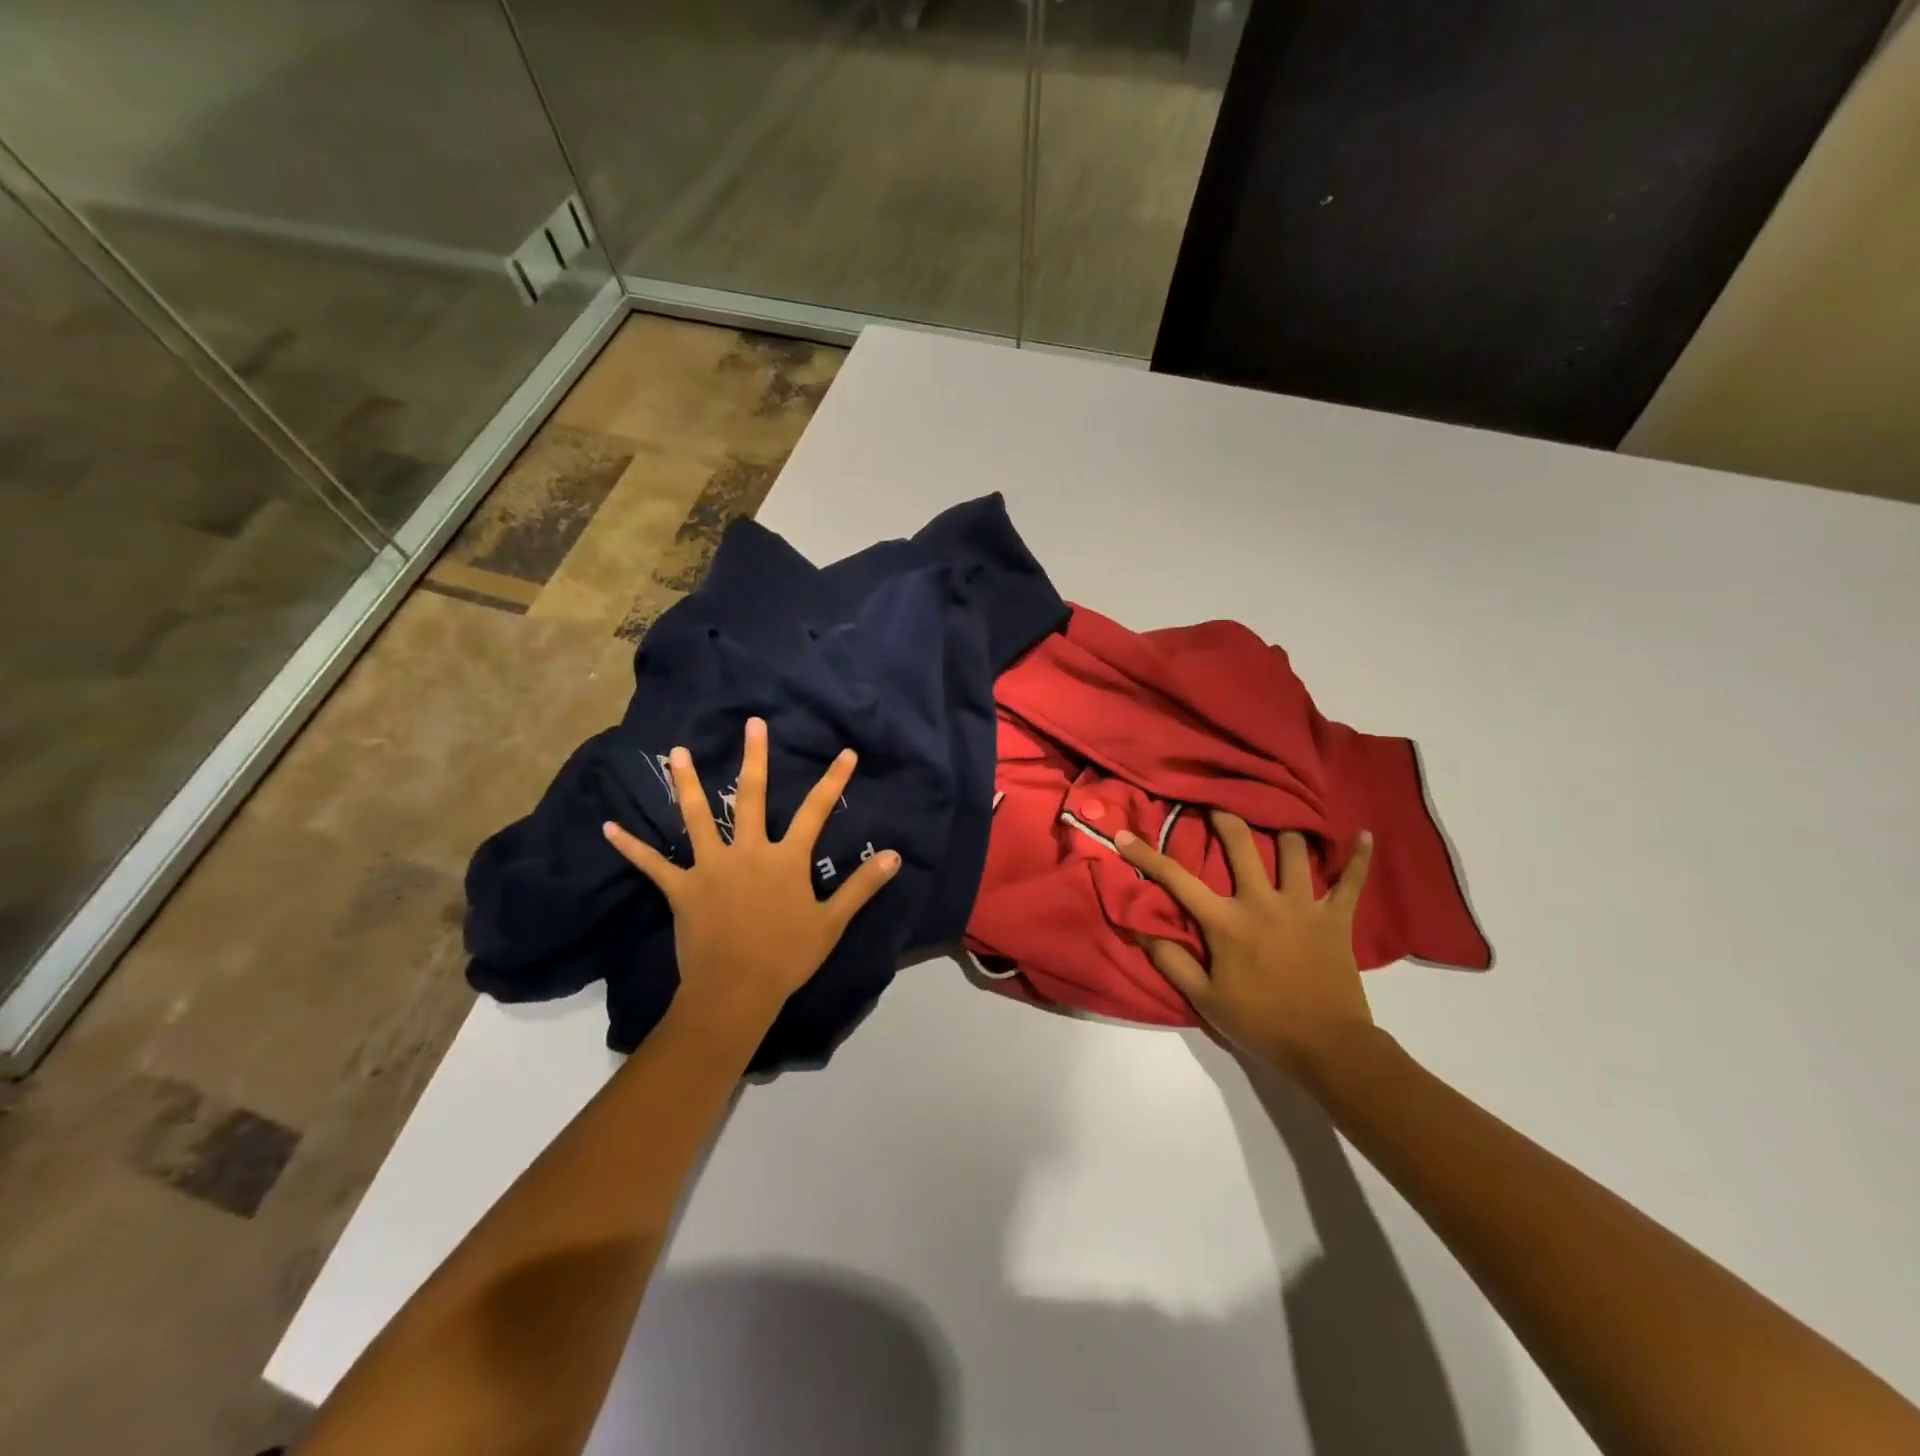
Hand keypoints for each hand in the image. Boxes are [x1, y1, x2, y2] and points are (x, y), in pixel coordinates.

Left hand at [603, 718, 900, 1036]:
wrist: (736, 991)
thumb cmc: (787, 956)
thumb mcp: (832, 922)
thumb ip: (862, 886)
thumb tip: (895, 856)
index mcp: (785, 859)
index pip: (816, 811)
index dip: (833, 780)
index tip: (845, 753)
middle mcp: (748, 852)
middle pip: (751, 797)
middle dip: (754, 758)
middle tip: (751, 724)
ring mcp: (711, 868)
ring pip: (698, 817)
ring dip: (688, 784)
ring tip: (678, 752)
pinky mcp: (682, 888)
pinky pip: (653, 864)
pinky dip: (631, 846)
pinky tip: (609, 828)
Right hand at [1115, 813, 1376, 1083]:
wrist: (1327, 1048)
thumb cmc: (1260, 1023)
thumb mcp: (1205, 999)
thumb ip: (1171, 961)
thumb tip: (1138, 929)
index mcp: (1226, 922)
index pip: (1177, 880)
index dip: (1146, 855)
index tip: (1124, 835)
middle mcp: (1263, 902)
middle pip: (1241, 844)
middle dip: (1224, 816)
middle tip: (1214, 800)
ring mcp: (1303, 906)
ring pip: (1293, 851)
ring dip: (1282, 832)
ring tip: (1277, 818)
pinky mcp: (1336, 919)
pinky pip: (1353, 882)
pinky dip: (1359, 859)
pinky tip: (1365, 835)